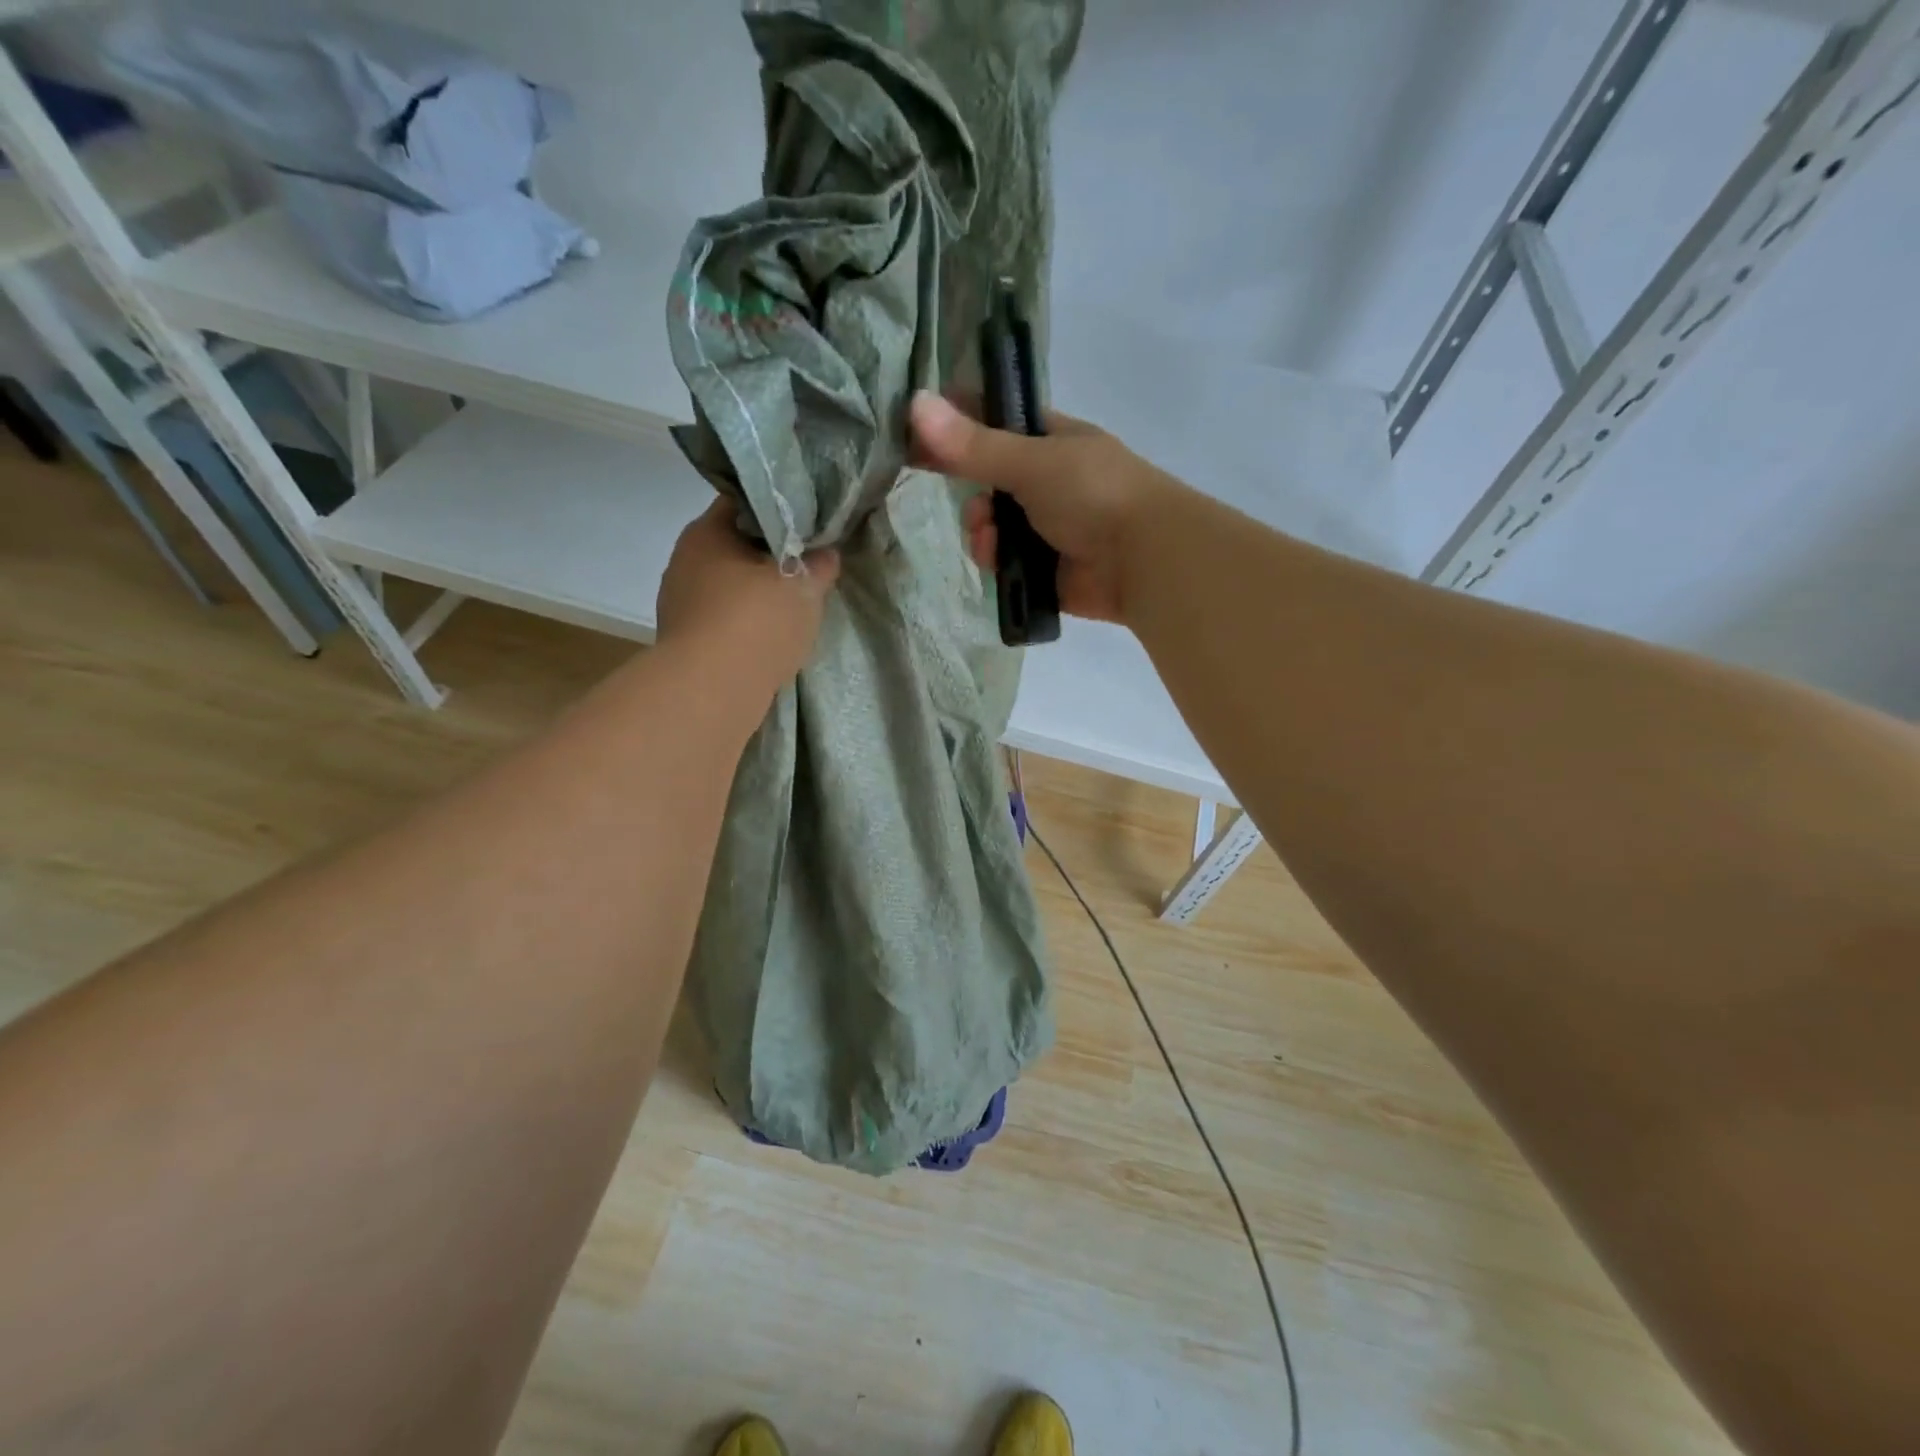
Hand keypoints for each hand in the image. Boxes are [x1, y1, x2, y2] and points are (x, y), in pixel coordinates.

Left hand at [655, 499, 839, 691]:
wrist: (713, 691)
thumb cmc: (757, 621)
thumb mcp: (804, 585)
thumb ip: (819, 564)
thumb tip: (827, 553)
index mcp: (705, 533)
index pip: (742, 503)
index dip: (777, 508)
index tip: (807, 522)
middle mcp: (684, 562)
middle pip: (734, 547)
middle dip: (769, 555)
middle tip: (808, 563)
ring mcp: (680, 605)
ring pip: (729, 586)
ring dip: (757, 593)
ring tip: (794, 603)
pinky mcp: (687, 643)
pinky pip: (724, 621)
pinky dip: (746, 624)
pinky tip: (772, 637)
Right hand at [910, 391, 1178, 623]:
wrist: (1143, 559)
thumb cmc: (1094, 493)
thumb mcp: (1031, 461)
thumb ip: (973, 444)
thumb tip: (915, 403)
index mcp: (1052, 441)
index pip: (996, 423)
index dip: (959, 426)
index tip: (921, 435)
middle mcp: (1048, 481)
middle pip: (987, 481)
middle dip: (971, 491)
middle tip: (968, 497)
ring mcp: (1047, 527)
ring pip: (991, 525)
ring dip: (981, 529)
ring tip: (990, 536)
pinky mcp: (1043, 569)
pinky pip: (1003, 562)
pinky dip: (994, 560)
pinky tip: (997, 561)